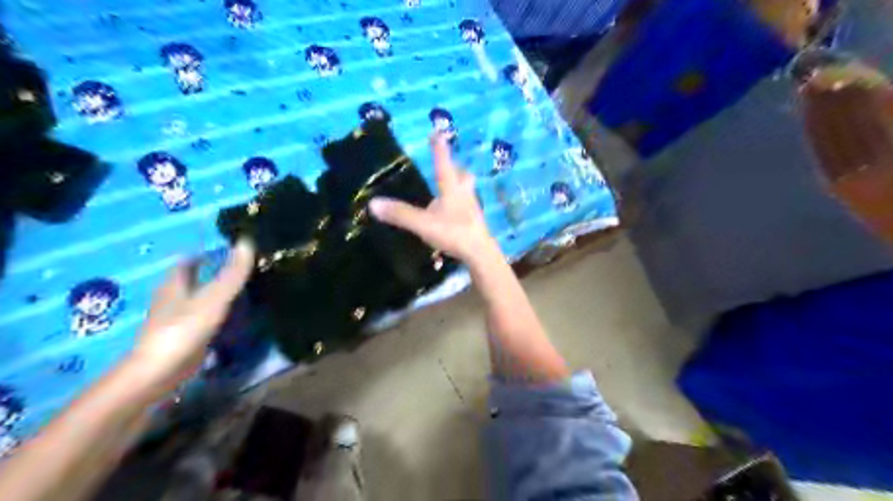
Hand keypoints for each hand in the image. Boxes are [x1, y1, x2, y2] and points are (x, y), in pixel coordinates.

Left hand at [124, 239, 253, 398]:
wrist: (160, 373)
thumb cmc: (184, 329)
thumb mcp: (214, 297)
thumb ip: (232, 273)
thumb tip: (247, 241)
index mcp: (174, 284)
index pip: (187, 261)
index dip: (205, 253)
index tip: (229, 249)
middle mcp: (172, 299)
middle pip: (192, 280)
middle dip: (213, 273)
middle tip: (243, 269)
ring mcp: (176, 320)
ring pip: (198, 300)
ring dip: (216, 294)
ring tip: (245, 290)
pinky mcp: (184, 338)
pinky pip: (204, 318)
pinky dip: (218, 314)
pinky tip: (236, 317)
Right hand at [370, 134, 494, 264]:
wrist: (480, 254)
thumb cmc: (454, 233)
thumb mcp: (423, 224)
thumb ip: (400, 215)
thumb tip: (373, 204)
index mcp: (451, 189)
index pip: (443, 164)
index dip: (439, 148)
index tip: (437, 132)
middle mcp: (464, 194)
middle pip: (463, 176)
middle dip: (456, 168)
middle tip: (450, 164)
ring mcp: (472, 209)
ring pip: (467, 191)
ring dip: (459, 185)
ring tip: (449, 187)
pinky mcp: (475, 223)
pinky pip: (467, 207)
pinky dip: (460, 204)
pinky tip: (453, 213)